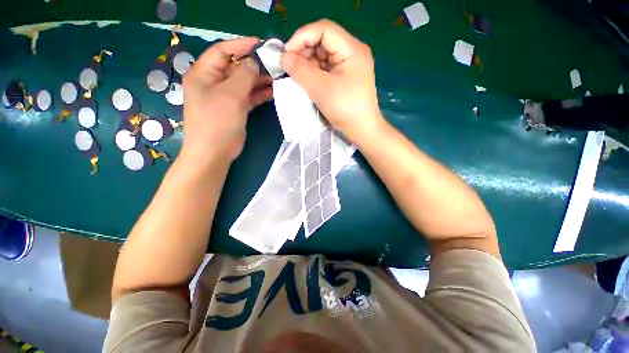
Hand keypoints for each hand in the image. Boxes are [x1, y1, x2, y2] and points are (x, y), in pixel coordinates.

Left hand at [180, 37, 271, 166]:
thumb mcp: (230, 95)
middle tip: (274, 64)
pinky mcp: (235, 109)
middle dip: (254, 65)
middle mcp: (213, 83)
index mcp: (203, 74)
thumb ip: (244, 75)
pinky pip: (248, 97)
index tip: (261, 44)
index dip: (241, 46)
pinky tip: (271, 92)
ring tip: (276, 78)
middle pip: (235, 67)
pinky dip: (258, 94)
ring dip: (259, 80)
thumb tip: (255, 60)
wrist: (215, 153)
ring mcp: (225, 97)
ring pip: (243, 83)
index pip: (222, 51)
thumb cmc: (217, 122)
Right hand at [280, 19, 382, 140]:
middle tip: (290, 68)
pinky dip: (314, 73)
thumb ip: (300, 71)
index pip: (323, 29)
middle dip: (303, 52)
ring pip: (323, 56)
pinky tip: (307, 82)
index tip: (287, 54)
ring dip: (307, 64)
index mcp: (352, 49)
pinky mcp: (345, 78)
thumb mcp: (321, 89)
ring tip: (297, 77)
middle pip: (323, 42)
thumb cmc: (345, 109)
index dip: (302, 37)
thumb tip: (283, 57)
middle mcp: (352, 53)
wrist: (362, 130)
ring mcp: (349, 66)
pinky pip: (326, 69)